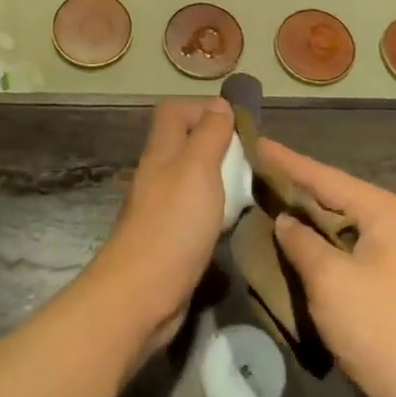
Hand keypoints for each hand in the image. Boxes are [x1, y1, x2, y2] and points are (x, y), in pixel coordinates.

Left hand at [86, 98, 236, 354]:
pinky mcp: (170, 237)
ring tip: (251, 186)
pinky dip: (216, 209)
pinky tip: (235, 219)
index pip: (174, 111)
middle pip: (185, 144)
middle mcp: (158, 174)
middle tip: (252, 158)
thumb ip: (209, 134)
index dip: (203, 108)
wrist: (143, 293)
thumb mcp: (198, 168)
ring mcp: (162, 207)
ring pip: (193, 178)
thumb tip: (219, 104)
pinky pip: (196, 210)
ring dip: (221, 178)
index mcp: (161, 151)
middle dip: (218, 144)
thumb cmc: (173, 223)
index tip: (238, 124)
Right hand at [261, 138, 395, 396]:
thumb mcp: (331, 281)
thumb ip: (301, 242)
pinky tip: (291, 247)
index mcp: (385, 212)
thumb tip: (286, 220)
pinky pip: (344, 254)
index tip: (255, 140)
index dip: (287, 160)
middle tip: (252, 171)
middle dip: (294, 187)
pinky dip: (317, 249)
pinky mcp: (388, 287)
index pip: (324, 176)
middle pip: (333, 197)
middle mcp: (394, 225)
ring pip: (337, 228)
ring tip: (263, 202)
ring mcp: (394, 258)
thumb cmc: (383, 331)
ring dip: (304, 220)